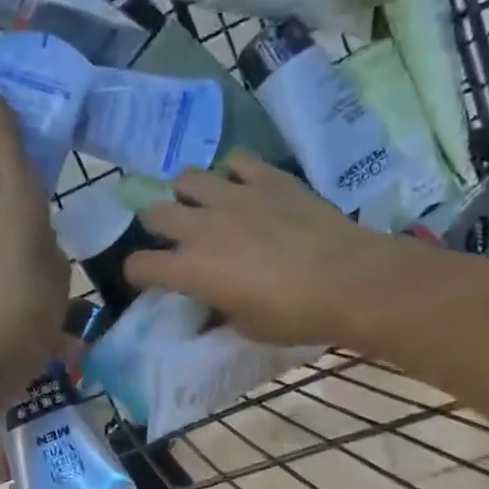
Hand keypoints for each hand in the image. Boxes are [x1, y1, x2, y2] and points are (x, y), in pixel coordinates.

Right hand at [125, 153, 436, 347]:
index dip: (138, 274)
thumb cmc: (295, 315)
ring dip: (187, 192)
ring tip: (202, 204)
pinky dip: (232, 172)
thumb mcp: (246, 328)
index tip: (150, 279)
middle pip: (154, 212)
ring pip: (186, 177)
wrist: (349, 280)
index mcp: (190, 269)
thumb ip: (218, 312)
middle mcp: (201, 226)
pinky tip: (243, 186)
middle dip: (156, 225)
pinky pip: (236, 161)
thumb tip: (210, 307)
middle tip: (174, 237)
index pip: (139, 265)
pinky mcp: (267, 178)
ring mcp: (233, 196)